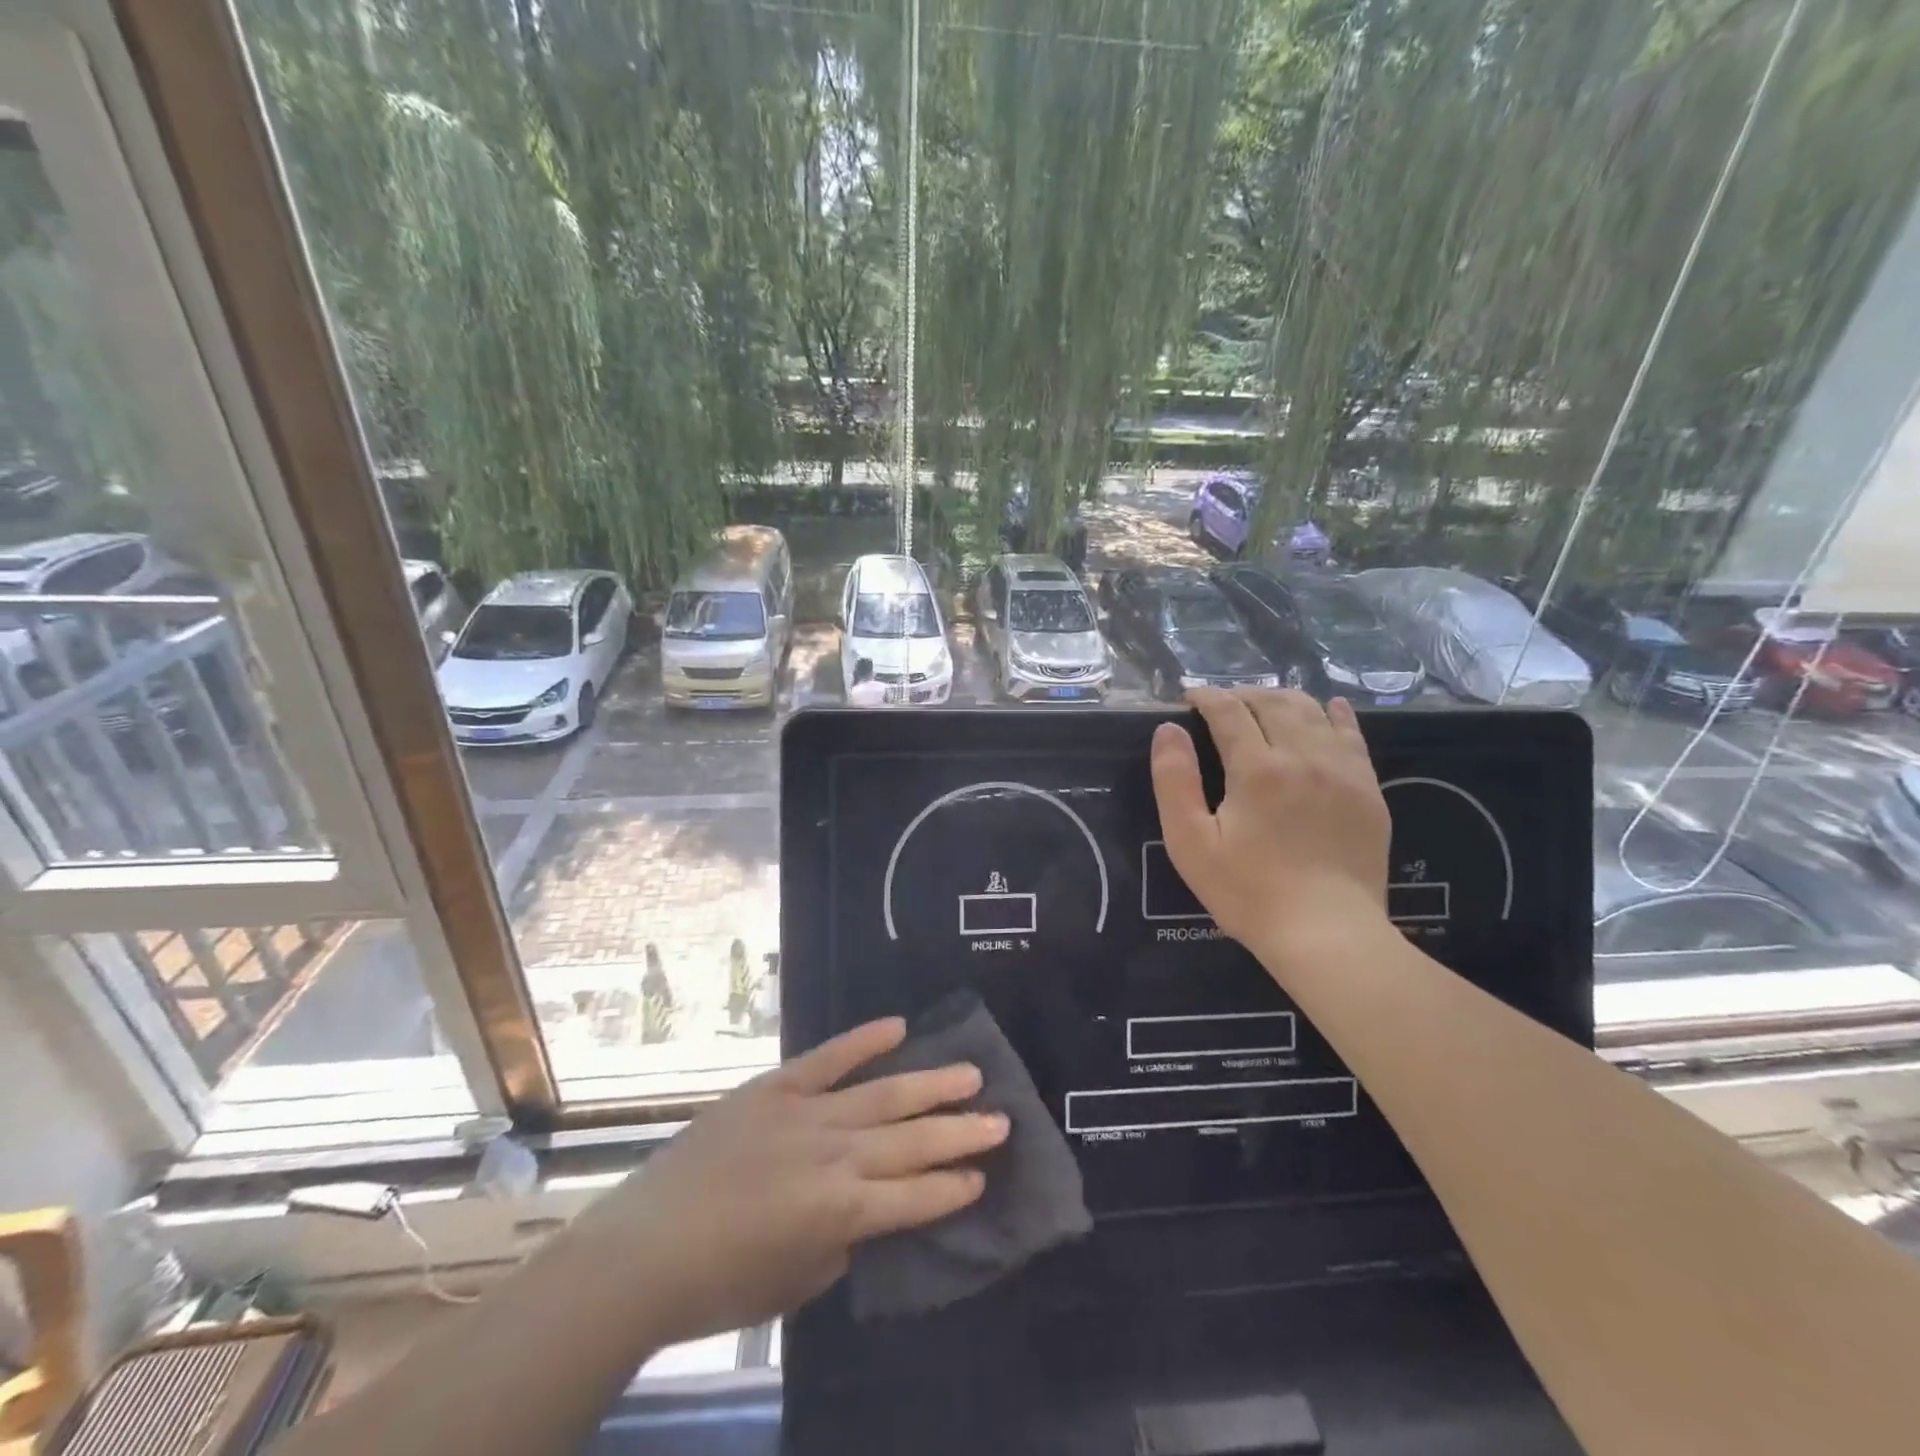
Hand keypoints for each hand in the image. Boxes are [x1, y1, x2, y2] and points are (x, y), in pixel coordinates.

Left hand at [605, 1019, 1007, 1346]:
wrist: (644, 1249)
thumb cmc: (720, 1285)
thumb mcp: (796, 1281)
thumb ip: (840, 1240)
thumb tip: (863, 1209)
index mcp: (841, 1212)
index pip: (914, 1198)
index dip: (952, 1188)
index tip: (984, 1175)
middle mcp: (834, 1156)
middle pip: (910, 1141)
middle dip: (959, 1131)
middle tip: (1000, 1117)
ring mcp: (805, 1115)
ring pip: (882, 1095)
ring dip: (929, 1085)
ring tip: (970, 1072)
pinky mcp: (775, 1089)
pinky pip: (827, 1059)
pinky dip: (862, 1040)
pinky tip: (897, 1026)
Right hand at [1150, 687, 1390, 961]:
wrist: (1327, 934)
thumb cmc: (1248, 892)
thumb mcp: (1190, 843)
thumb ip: (1174, 781)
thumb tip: (1168, 730)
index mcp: (1257, 768)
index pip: (1228, 710)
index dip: (1205, 697)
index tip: (1188, 699)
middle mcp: (1303, 756)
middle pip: (1273, 702)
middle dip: (1242, 694)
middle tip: (1222, 705)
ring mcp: (1343, 771)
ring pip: (1313, 711)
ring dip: (1283, 700)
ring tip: (1264, 707)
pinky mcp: (1369, 790)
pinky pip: (1353, 735)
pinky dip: (1335, 714)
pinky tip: (1329, 709)